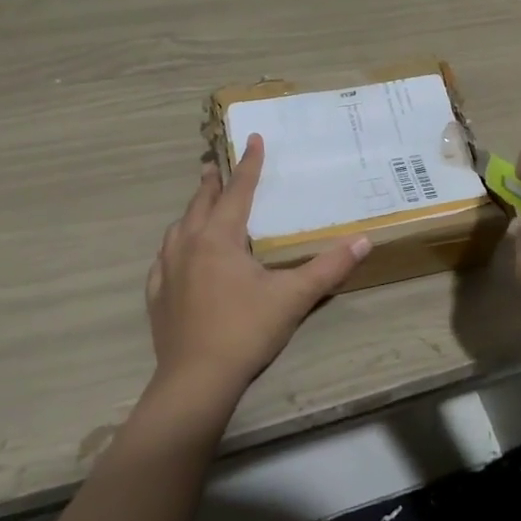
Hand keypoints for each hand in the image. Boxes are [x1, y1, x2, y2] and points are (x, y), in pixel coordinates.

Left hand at [145, 134, 371, 411]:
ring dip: (192, 211)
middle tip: (216, 164)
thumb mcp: (293, 298)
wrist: (196, 382)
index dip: (249, 164)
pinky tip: (175, 256)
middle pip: (201, 203)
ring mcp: (168, 270)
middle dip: (212, 182)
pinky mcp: (157, 296)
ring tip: (199, 206)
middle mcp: (189, 245)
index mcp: (219, 237)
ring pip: (178, 228)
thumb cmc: (245, 331)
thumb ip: (329, 268)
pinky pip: (163, 260)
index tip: (254, 138)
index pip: (237, 191)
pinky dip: (173, 247)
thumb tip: (364, 240)